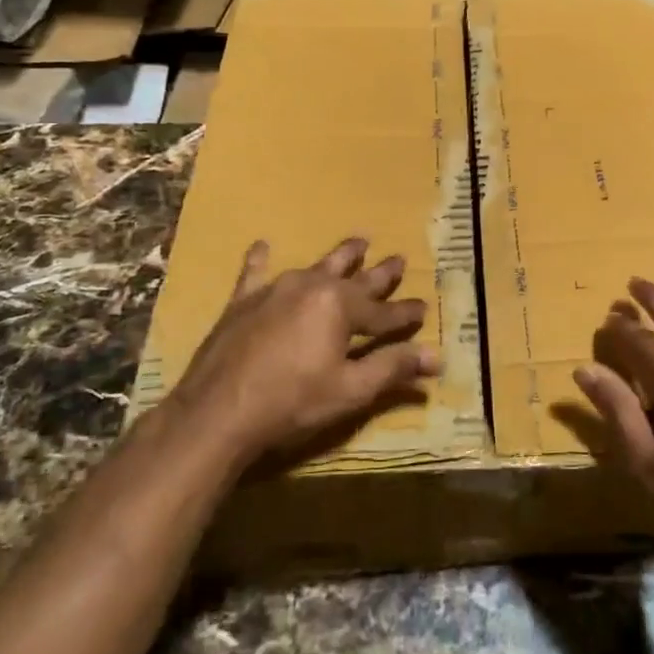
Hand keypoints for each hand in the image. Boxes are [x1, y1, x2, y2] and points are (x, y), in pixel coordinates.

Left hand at [160, 237, 440, 469]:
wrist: (216, 412)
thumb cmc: (291, 402)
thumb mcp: (350, 390)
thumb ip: (393, 368)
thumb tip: (437, 356)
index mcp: (341, 307)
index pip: (384, 311)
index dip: (406, 314)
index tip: (424, 308)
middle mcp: (312, 287)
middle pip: (355, 279)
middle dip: (380, 273)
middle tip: (399, 259)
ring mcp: (275, 290)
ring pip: (316, 266)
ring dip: (339, 257)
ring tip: (358, 241)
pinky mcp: (243, 302)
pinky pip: (255, 273)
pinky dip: (261, 260)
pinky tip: (262, 246)